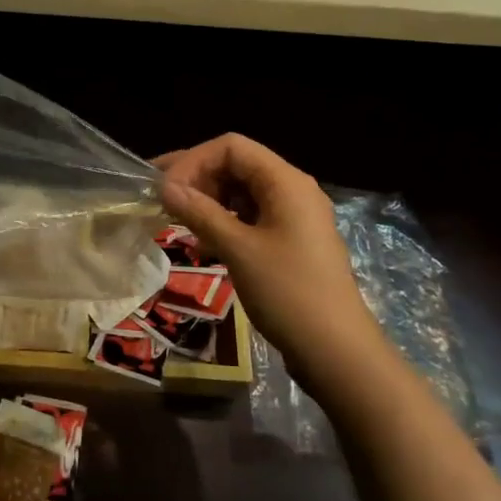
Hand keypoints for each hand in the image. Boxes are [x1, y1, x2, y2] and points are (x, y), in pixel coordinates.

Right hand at [157, 134, 379, 378]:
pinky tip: (204, 244)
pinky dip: (225, 222)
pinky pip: (252, 216)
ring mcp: (295, 216)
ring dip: (209, 201)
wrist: (337, 352)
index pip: (231, 147)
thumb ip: (200, 212)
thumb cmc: (288, 293)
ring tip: (179, 222)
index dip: (194, 161)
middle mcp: (293, 189)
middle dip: (198, 178)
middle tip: (162, 201)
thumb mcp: (238, 250)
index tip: (165, 190)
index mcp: (286, 181)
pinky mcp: (292, 241)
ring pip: (243, 192)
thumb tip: (165, 187)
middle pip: (237, 165)